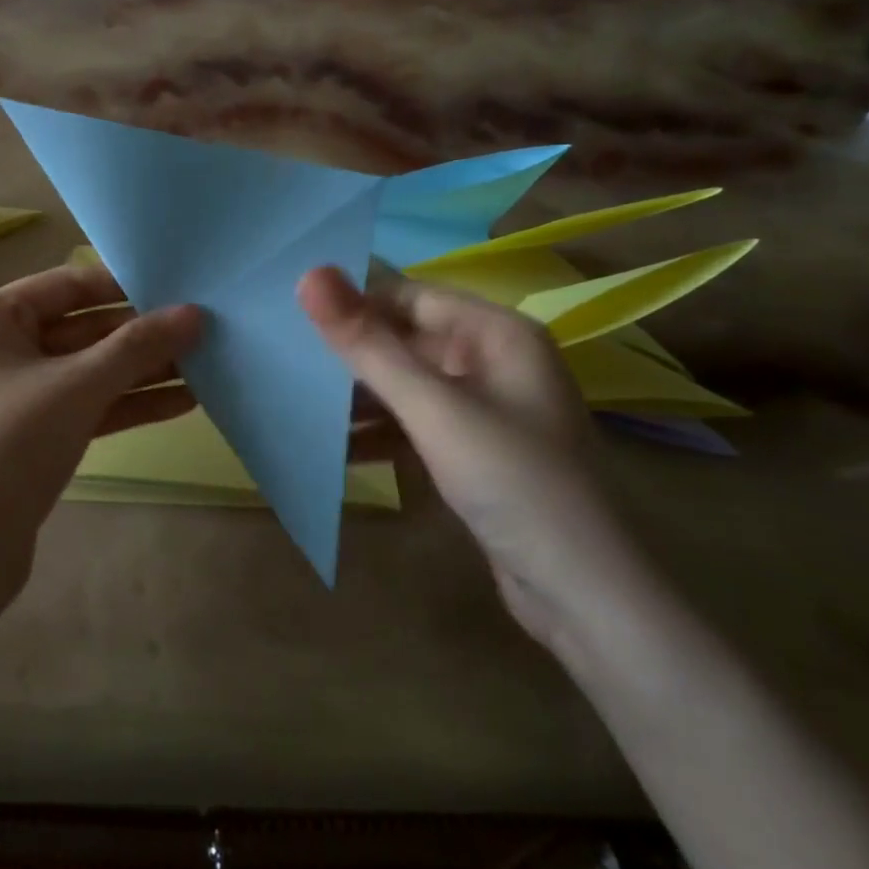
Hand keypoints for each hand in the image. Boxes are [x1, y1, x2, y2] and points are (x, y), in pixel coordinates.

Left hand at [0, 264, 202, 603]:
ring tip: (207, 365)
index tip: (182, 288)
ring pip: (88, 371)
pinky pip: (85, 407)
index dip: (125, 285)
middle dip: (141, 334)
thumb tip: (194, 313)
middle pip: (82, 327)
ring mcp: (15, 395)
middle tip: (205, 330)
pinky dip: (126, 404)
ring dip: (142, 371)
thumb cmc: (6, 445)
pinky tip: (182, 403)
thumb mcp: (76, 387)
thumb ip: (137, 347)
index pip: (69, 283)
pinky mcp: (31, 437)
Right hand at [299, 267, 649, 651]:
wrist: (582, 593)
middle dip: (352, 354)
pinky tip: (335, 447)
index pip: (410, 296)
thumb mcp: (432, 408)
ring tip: (299, 404)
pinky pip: (416, 424)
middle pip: (407, 340)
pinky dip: (380, 432)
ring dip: (360, 397)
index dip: (354, 303)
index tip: (292, 317)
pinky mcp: (474, 451)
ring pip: (408, 385)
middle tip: (286, 360)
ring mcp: (485, 409)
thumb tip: (308, 274)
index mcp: (497, 333)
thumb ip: (367, 344)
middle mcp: (494, 361)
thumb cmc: (511, 480)